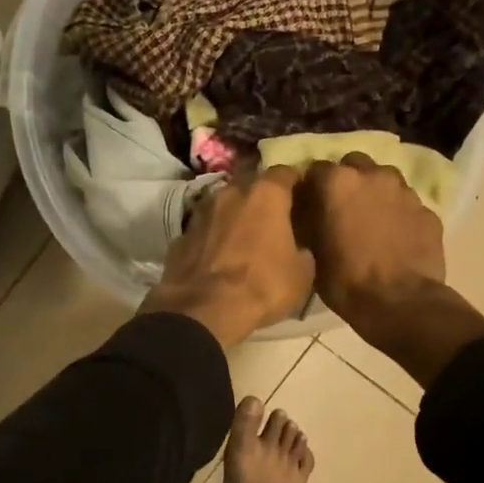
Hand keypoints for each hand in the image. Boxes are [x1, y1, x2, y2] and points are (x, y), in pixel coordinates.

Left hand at [142, 166, 313, 349]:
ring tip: (243, 235)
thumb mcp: (302, 273)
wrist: (204, 309)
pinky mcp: (181, 235)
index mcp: (265, 194)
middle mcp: (231, 193)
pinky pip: (204, 229)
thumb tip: (298, 247)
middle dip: (261, 197)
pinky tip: (217, 255)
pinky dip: (212, 236)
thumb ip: (302, 249)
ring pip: (223, 204)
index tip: (301, 195)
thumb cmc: (262, 286)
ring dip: (234, 215)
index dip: (294, 182)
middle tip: (272, 217)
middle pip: (250, 184)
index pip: (285, 172)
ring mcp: (201, 212)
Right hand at [295, 155, 483, 387]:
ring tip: (371, 222)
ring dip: (375, 194)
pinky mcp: (428, 211)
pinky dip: (398, 215)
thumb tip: (307, 211)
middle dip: (347, 181)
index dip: (311, 188)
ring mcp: (405, 191)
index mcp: (337, 182)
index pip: (315, 169)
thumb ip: (309, 220)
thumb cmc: (345, 280)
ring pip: (384, 180)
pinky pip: (407, 205)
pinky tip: (395, 239)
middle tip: (342, 209)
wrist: (400, 303)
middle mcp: (373, 175)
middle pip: (354, 165)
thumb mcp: (312, 252)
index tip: (310, 206)